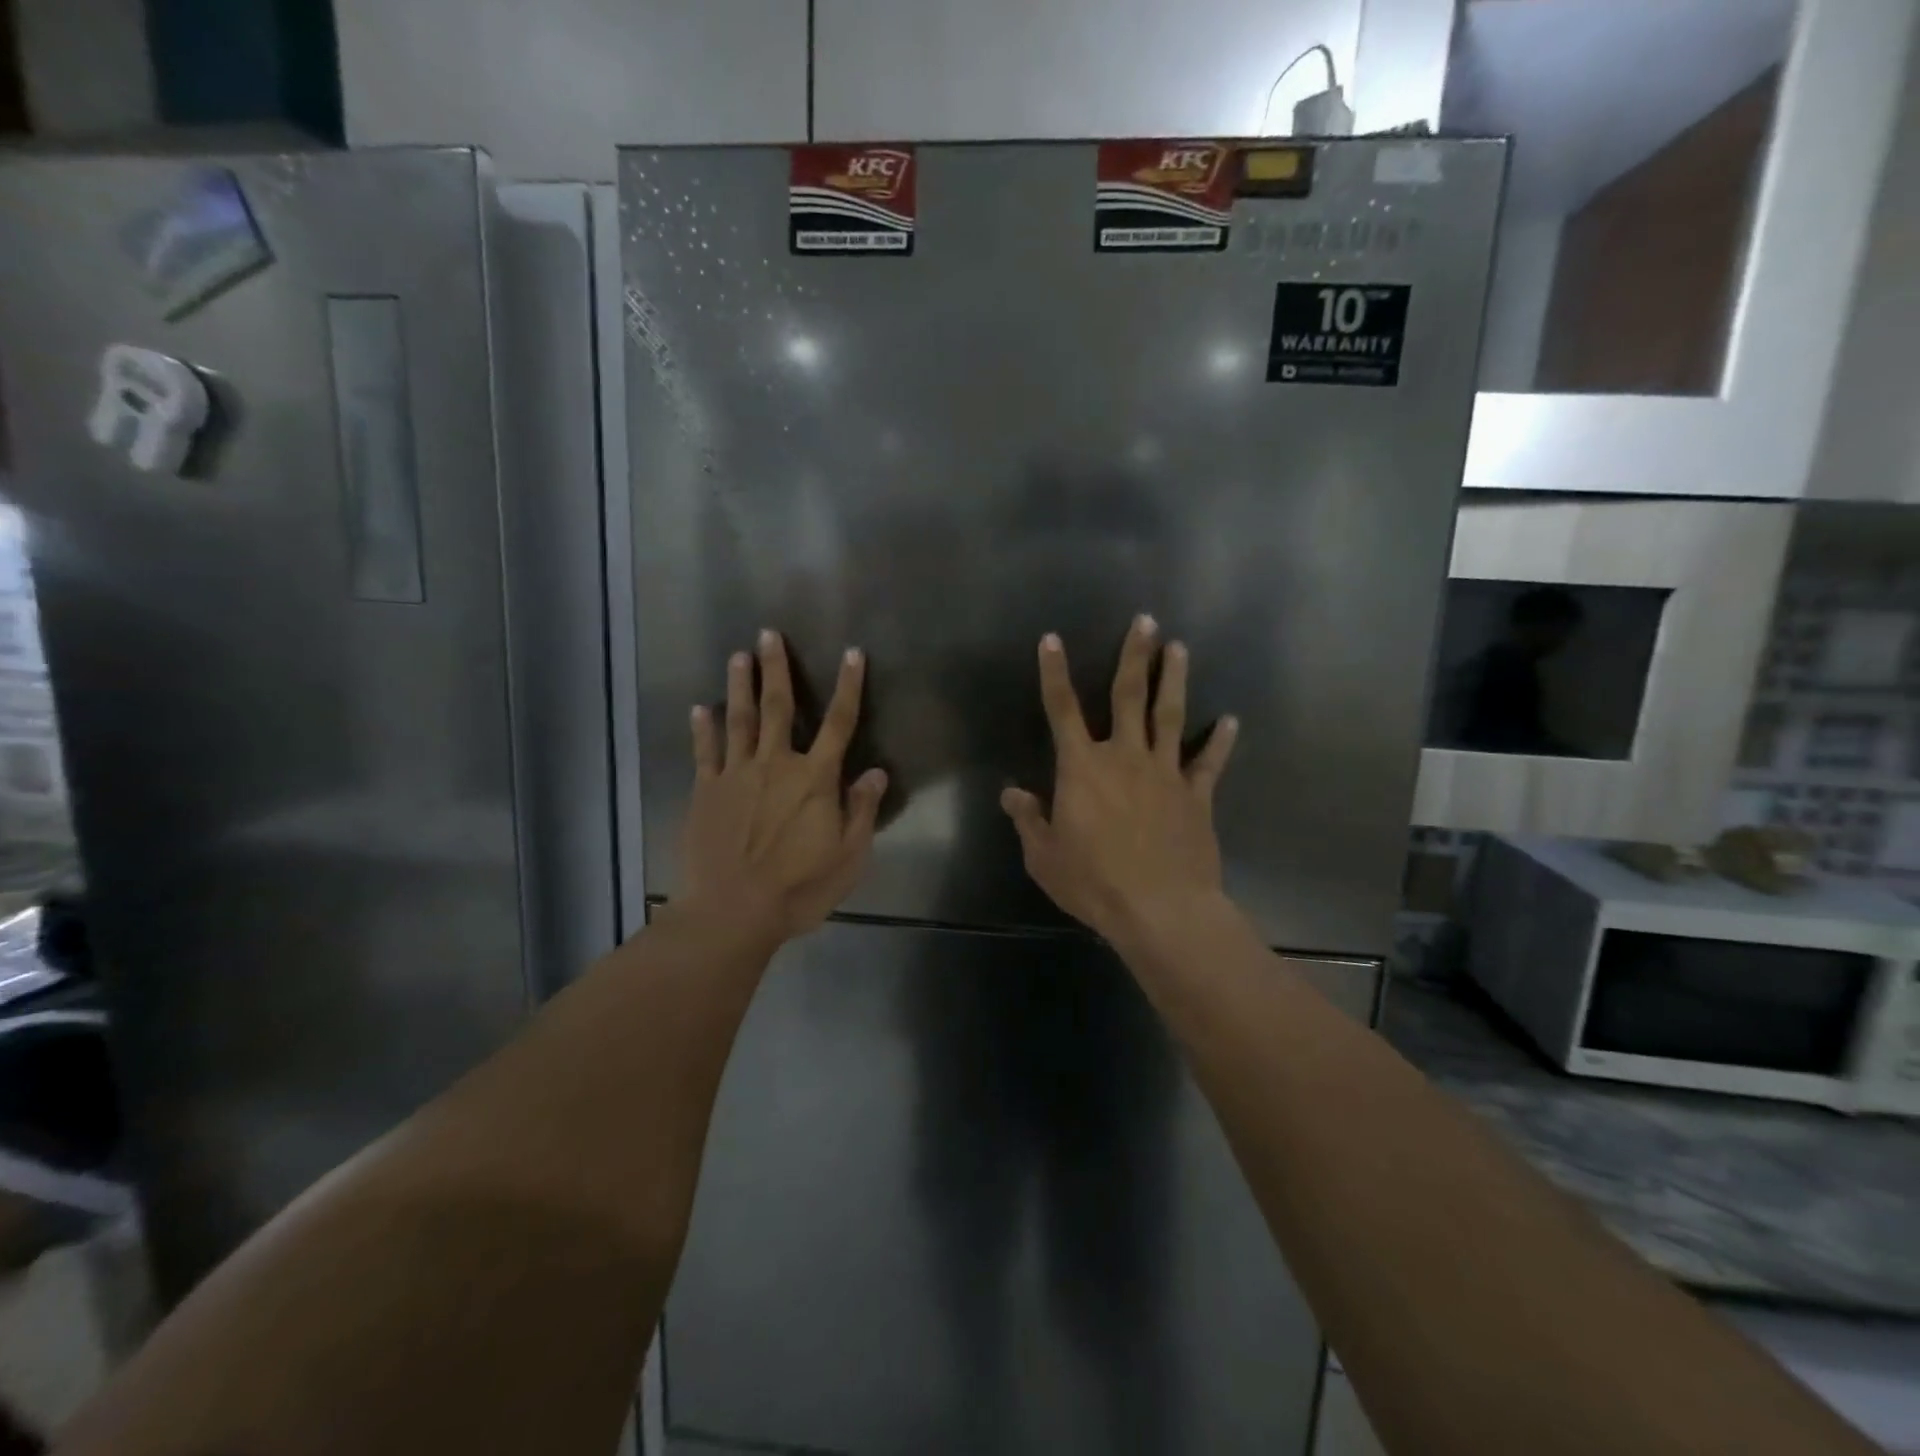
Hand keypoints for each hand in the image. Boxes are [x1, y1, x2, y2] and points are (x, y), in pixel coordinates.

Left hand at [681, 632, 887, 942]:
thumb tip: (876, 772)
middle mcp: (776, 765)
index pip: (839, 723)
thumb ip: (862, 810)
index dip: (849, 686)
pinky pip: (705, 752)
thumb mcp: (848, 856)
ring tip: (737, 656)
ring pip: (740, 720)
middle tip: (769, 634)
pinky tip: (700, 709)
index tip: (852, 653)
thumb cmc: (798, 888)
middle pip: (779, 708)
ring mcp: (736, 775)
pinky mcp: (706, 792)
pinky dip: (703, 728)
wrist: (732, 912)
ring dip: (739, 686)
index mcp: (815, 779)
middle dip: (776, 669)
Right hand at [1001, 616, 1238, 945]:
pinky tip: (1230, 721)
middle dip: (1134, 655)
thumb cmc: (1094, 882)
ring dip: (1174, 679)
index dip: (1054, 673)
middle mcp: (1124, 757)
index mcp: (1082, 768)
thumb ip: (1029, 820)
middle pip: (1128, 696)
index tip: (1052, 639)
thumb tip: (1011, 794)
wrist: (1160, 908)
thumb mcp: (1044, 856)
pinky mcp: (1197, 795)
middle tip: (1146, 621)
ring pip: (1170, 715)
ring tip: (1180, 648)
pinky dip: (1219, 741)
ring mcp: (1165, 773)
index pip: (1062, 709)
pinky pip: (1209, 762)